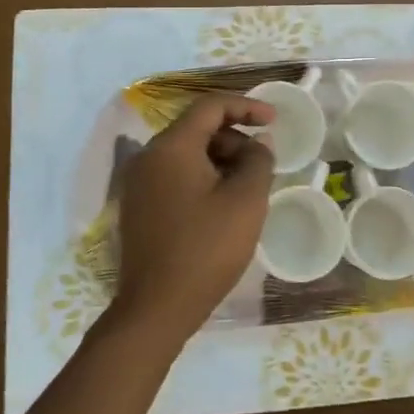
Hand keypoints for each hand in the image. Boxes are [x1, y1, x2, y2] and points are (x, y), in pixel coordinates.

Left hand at [111, 94, 275, 347]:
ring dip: (221, 159)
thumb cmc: (206, 248)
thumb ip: (258, 160)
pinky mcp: (140, 207)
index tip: (274, 120)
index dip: (246, 106)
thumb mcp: (246, 200)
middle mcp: (148, 157)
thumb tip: (259, 143)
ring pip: (186, 154)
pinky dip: (203, 178)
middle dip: (234, 138)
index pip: (210, 107)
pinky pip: (176, 176)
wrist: (157, 308)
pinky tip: (224, 203)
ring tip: (248, 186)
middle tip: (263, 162)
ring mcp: (139, 184)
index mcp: (171, 147)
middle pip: (196, 129)